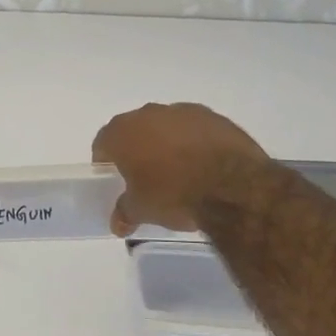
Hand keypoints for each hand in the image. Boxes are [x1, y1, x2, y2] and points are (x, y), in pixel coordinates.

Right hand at [91, 103, 266, 236]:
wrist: (232, 185)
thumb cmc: (173, 194)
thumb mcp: (142, 210)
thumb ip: (125, 212)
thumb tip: (118, 224)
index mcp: (123, 132)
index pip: (103, 142)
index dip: (105, 160)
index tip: (114, 177)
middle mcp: (149, 114)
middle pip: (135, 130)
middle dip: (137, 149)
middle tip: (144, 175)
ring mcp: (184, 112)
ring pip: (166, 126)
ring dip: (167, 143)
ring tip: (178, 171)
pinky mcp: (214, 117)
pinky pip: (195, 129)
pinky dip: (194, 142)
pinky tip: (204, 166)